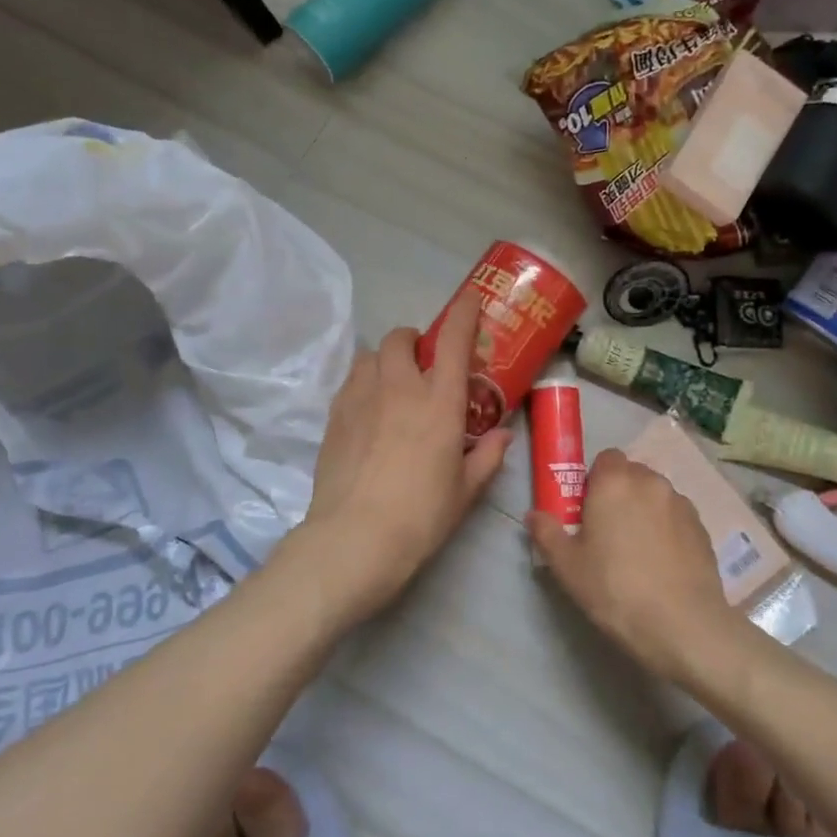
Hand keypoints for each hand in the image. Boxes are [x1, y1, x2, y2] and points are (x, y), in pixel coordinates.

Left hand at [299, 292, 511, 625]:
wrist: (355, 538)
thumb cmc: (422, 515)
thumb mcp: (466, 490)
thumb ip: (487, 457)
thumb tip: (502, 436)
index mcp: (440, 402)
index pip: (455, 341)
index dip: (464, 313)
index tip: (470, 298)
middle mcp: (400, 387)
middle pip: (401, 338)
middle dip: (414, 340)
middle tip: (423, 362)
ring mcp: (361, 398)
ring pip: (370, 355)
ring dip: (384, 359)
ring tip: (392, 383)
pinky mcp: (334, 416)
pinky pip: (350, 382)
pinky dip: (363, 382)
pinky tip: (369, 411)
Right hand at [527, 448, 737, 680]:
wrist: (681, 624)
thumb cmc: (614, 589)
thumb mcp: (568, 566)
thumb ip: (547, 533)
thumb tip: (533, 515)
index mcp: (615, 482)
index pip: (606, 458)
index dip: (595, 479)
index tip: (588, 509)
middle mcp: (651, 482)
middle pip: (632, 474)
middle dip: (619, 492)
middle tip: (608, 531)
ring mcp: (681, 503)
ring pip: (656, 495)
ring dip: (645, 509)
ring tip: (638, 549)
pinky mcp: (702, 527)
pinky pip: (676, 516)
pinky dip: (667, 528)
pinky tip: (662, 562)